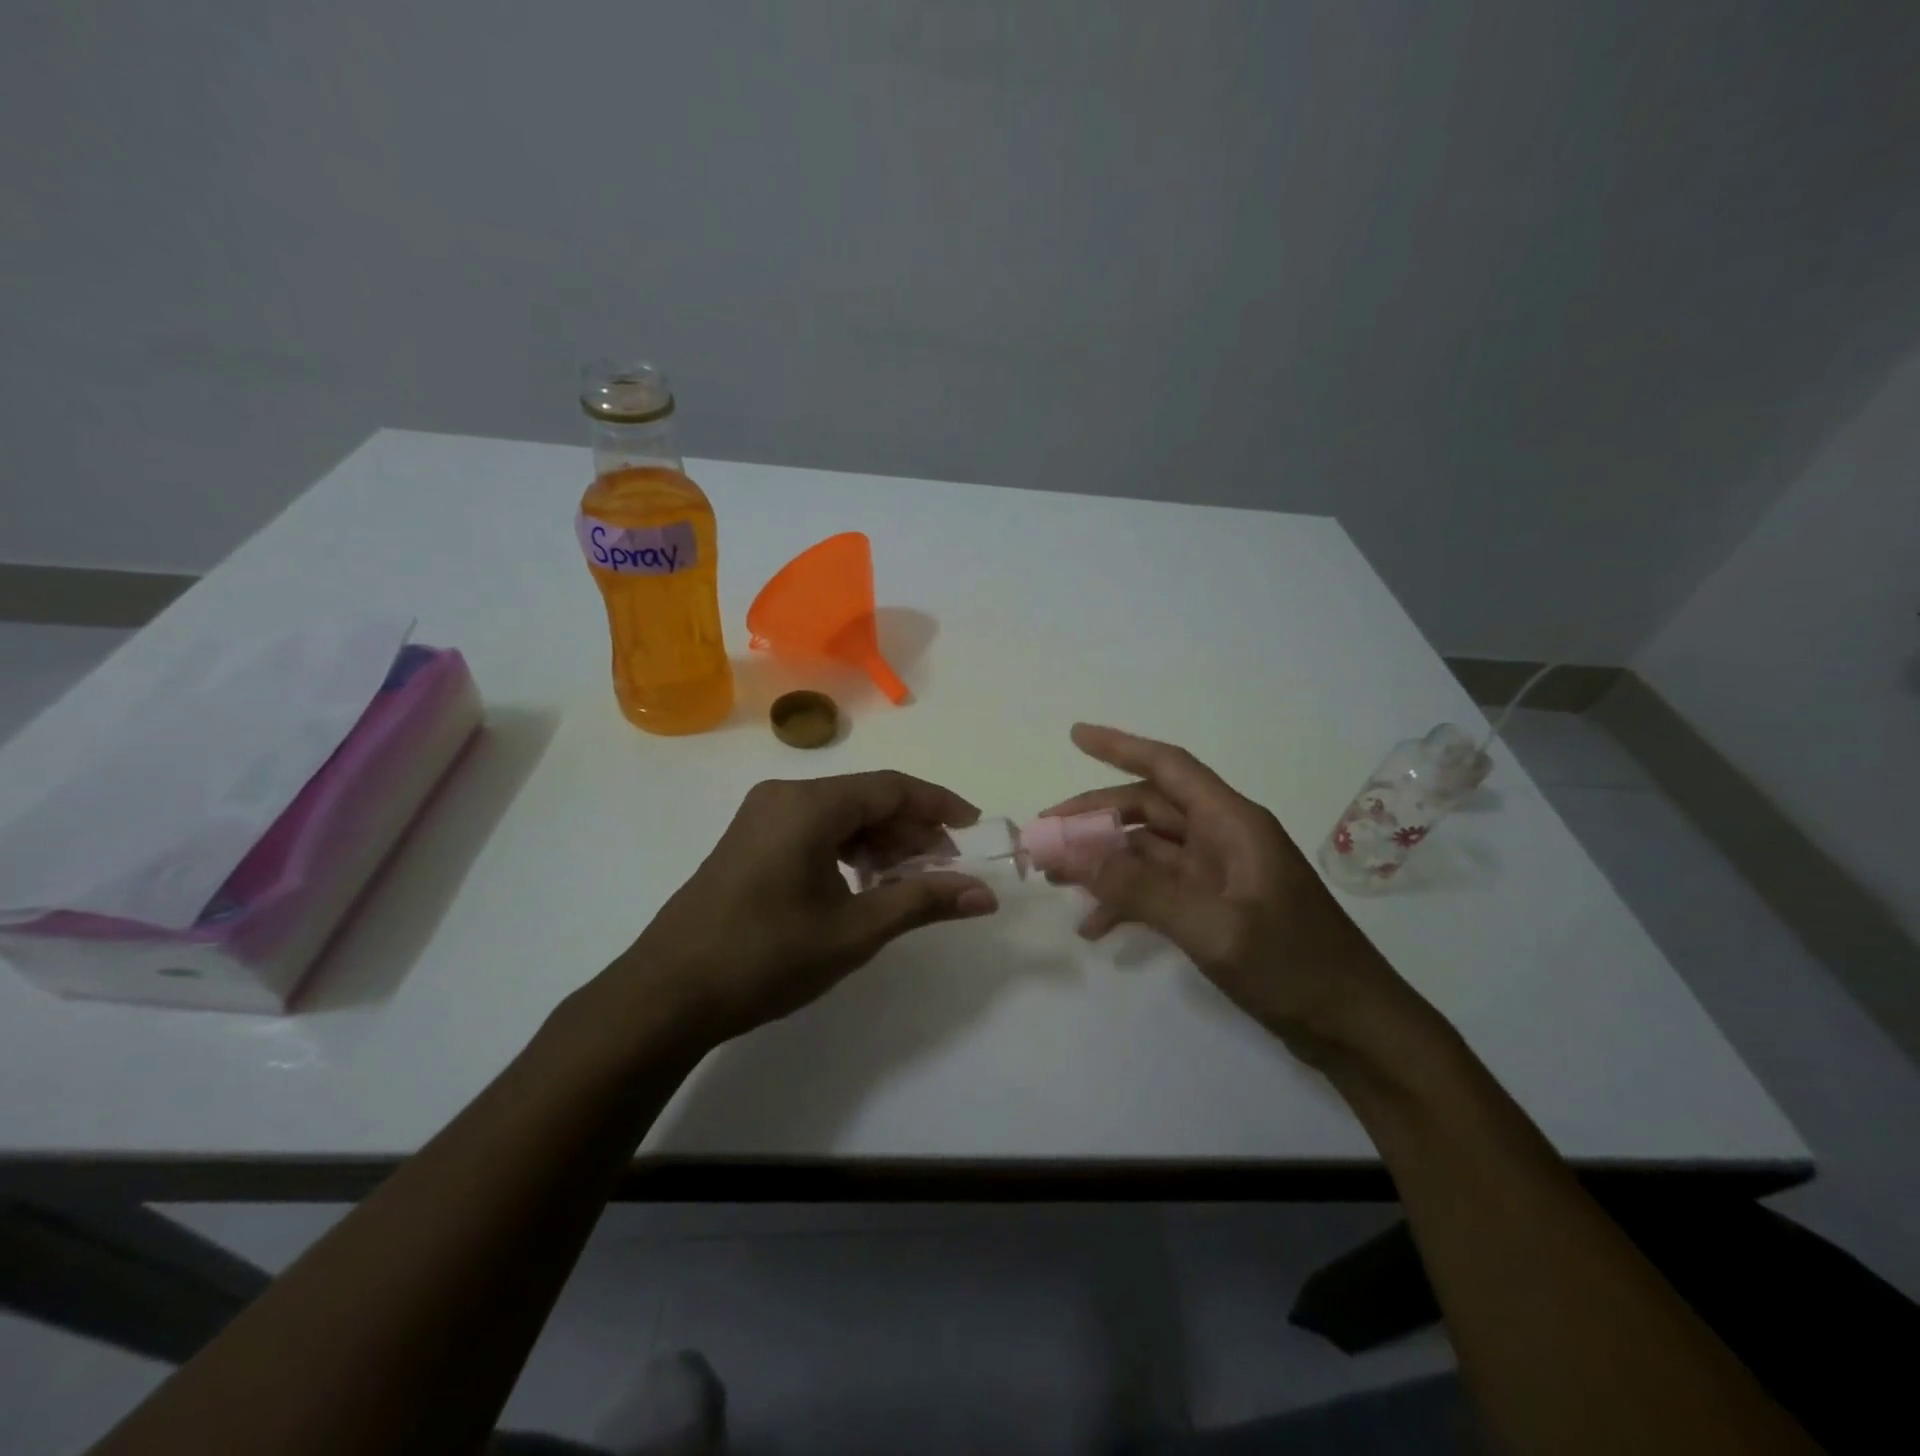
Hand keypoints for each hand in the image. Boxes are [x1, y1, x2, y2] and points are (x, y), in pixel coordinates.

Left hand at [612, 772, 998, 1044]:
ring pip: (839, 814)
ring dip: (879, 841)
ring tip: (907, 880)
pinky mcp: (749, 841)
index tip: (973, 827)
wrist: (667, 996)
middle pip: (865, 798)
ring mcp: (761, 817)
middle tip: (943, 868)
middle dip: (910, 829)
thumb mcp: (854, 931)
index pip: (891, 787)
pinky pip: (813, 829)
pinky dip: (847, 850)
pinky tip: (861, 885)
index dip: (938, 805)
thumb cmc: (766, 958)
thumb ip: (922, 902)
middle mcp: (784, 796)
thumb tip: (984, 895)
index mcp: (809, 805)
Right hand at [1044, 724, 1426, 1069]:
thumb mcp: (1212, 927)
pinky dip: (1126, 900)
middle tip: (1043, 837)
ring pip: (1147, 850)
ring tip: (1055, 880)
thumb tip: (1072, 855)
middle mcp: (1223, 838)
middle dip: (1094, 818)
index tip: (1075, 735)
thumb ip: (1140, 889)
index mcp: (1232, 823)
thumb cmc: (1294, 967)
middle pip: (1148, 810)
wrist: (1355, 1028)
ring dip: (1103, 860)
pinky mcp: (1216, 907)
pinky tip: (1095, 926)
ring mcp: (1219, 874)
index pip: (1169, 767)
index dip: (1121, 746)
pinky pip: (1158, 889)